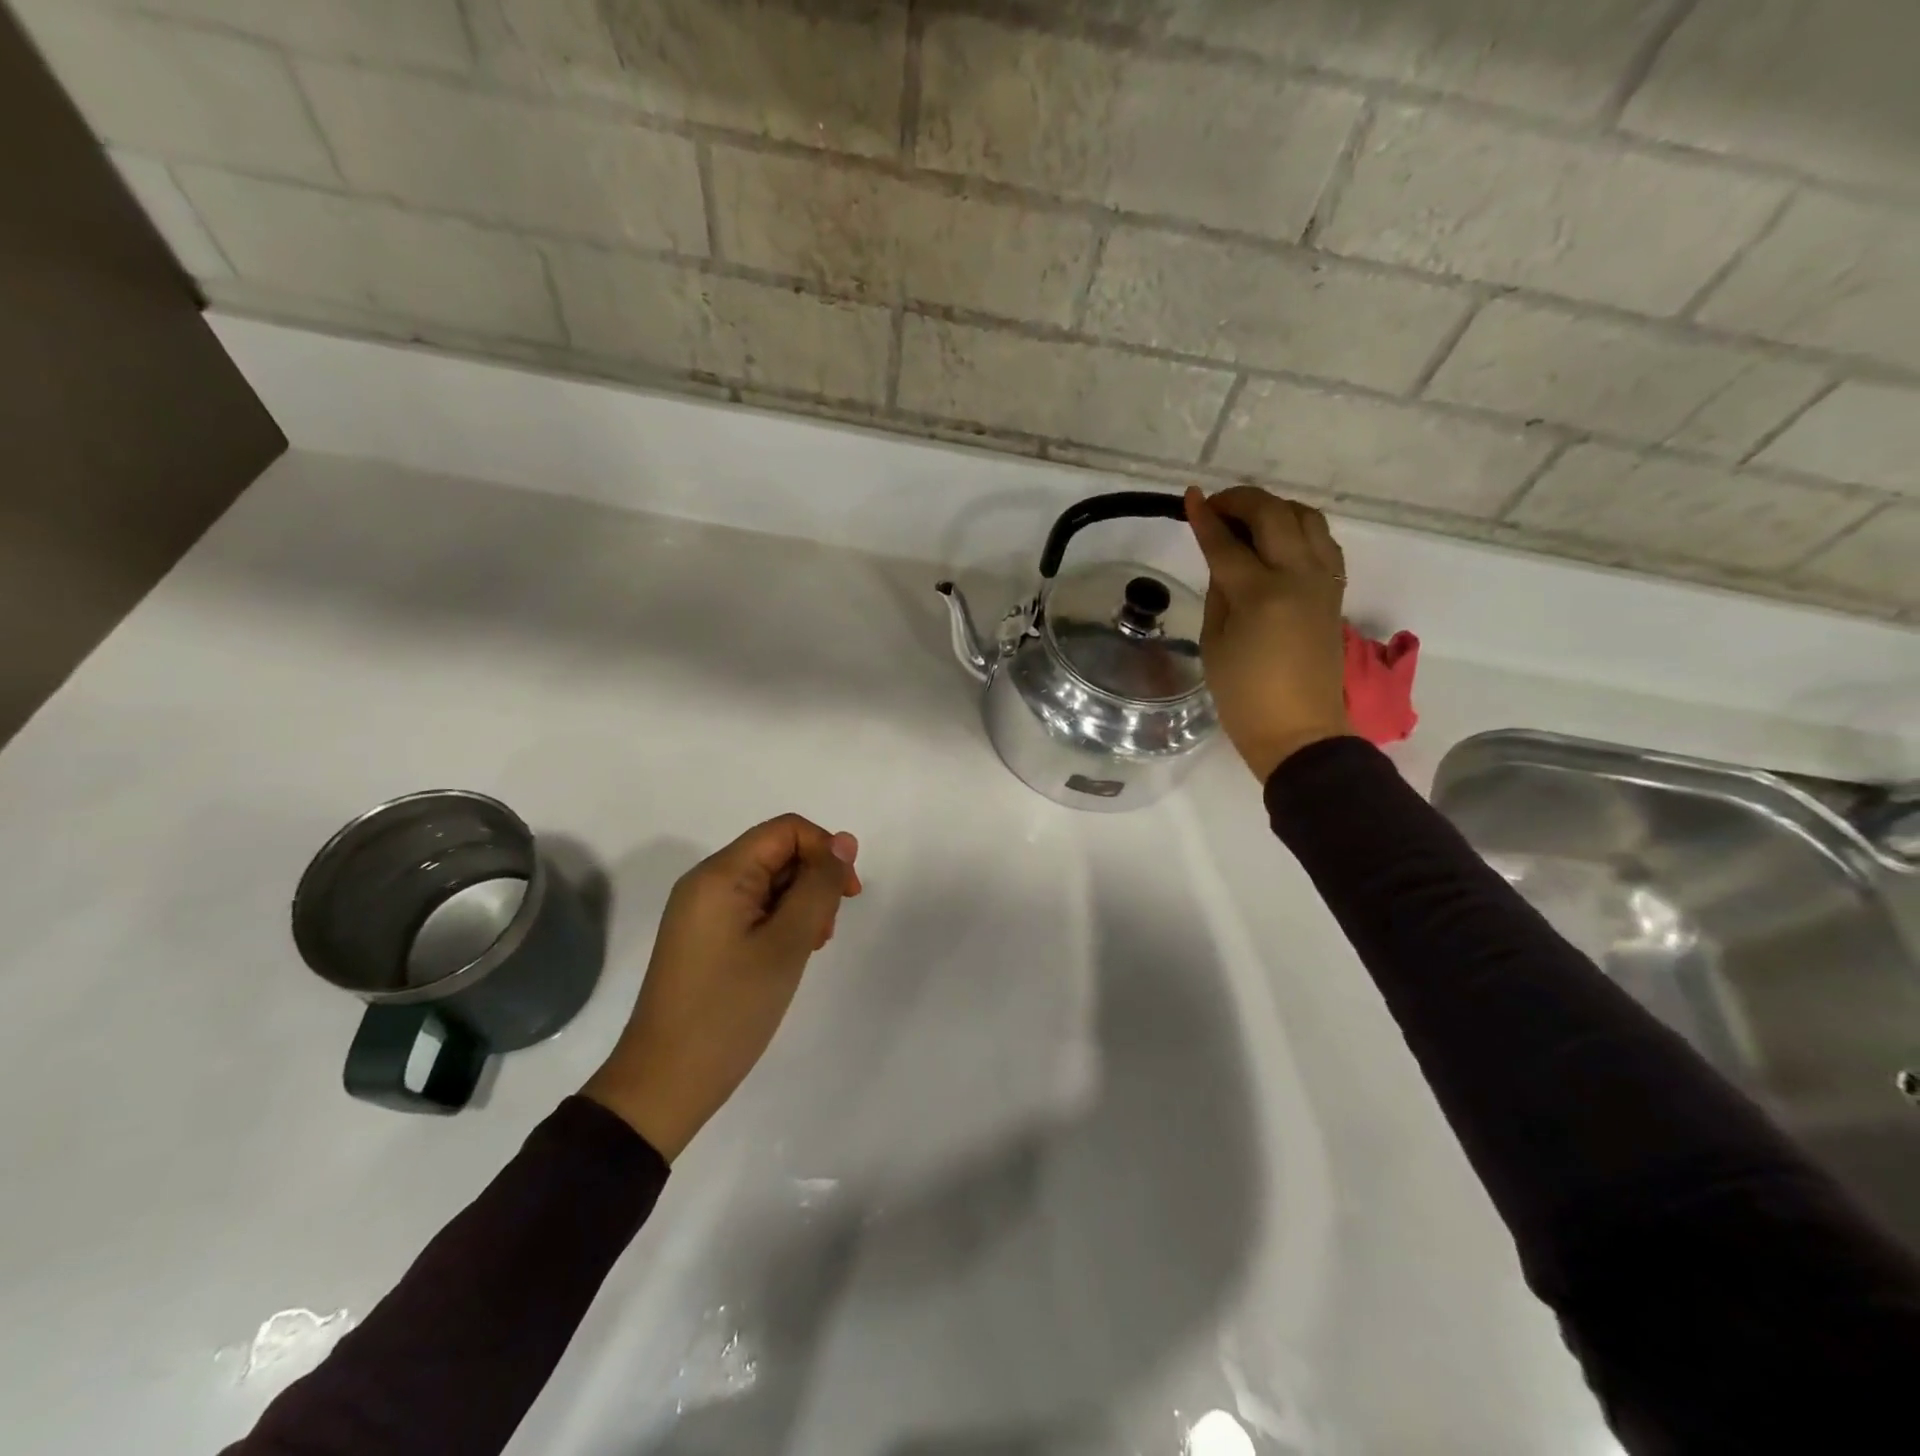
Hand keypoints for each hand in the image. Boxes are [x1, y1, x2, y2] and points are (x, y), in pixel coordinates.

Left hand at [583, 814, 861, 1160]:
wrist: (665, 1084)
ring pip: (768, 883)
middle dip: (813, 883)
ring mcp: (701, 911)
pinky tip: (787, 957)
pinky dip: (779, 923)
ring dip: (800, 906)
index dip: (826, 851)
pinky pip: (752, 909)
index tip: (848, 897)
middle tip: (821, 935)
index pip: (787, 830)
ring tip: (807, 950)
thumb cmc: (730, 1009)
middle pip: (777, 853)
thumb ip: (819, 886)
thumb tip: (844, 841)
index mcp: (720, 874)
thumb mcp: (787, 944)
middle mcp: (706, 882)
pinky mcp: (703, 937)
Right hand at [1184, 485, 1351, 782]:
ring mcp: (1323, 581)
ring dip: (1275, 508)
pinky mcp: (1335, 591)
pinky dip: (1299, 529)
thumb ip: (1219, 593)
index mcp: (1260, 594)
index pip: (1227, 543)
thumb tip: (1224, 560)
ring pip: (1307, 518)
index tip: (1189, 498)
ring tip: (1248, 520)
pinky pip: (1322, 541)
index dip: (1205, 518)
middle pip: (1274, 514)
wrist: (1298, 730)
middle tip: (1216, 506)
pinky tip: (1279, 541)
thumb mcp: (1214, 643)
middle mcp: (1298, 576)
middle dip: (1241, 501)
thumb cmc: (1243, 696)